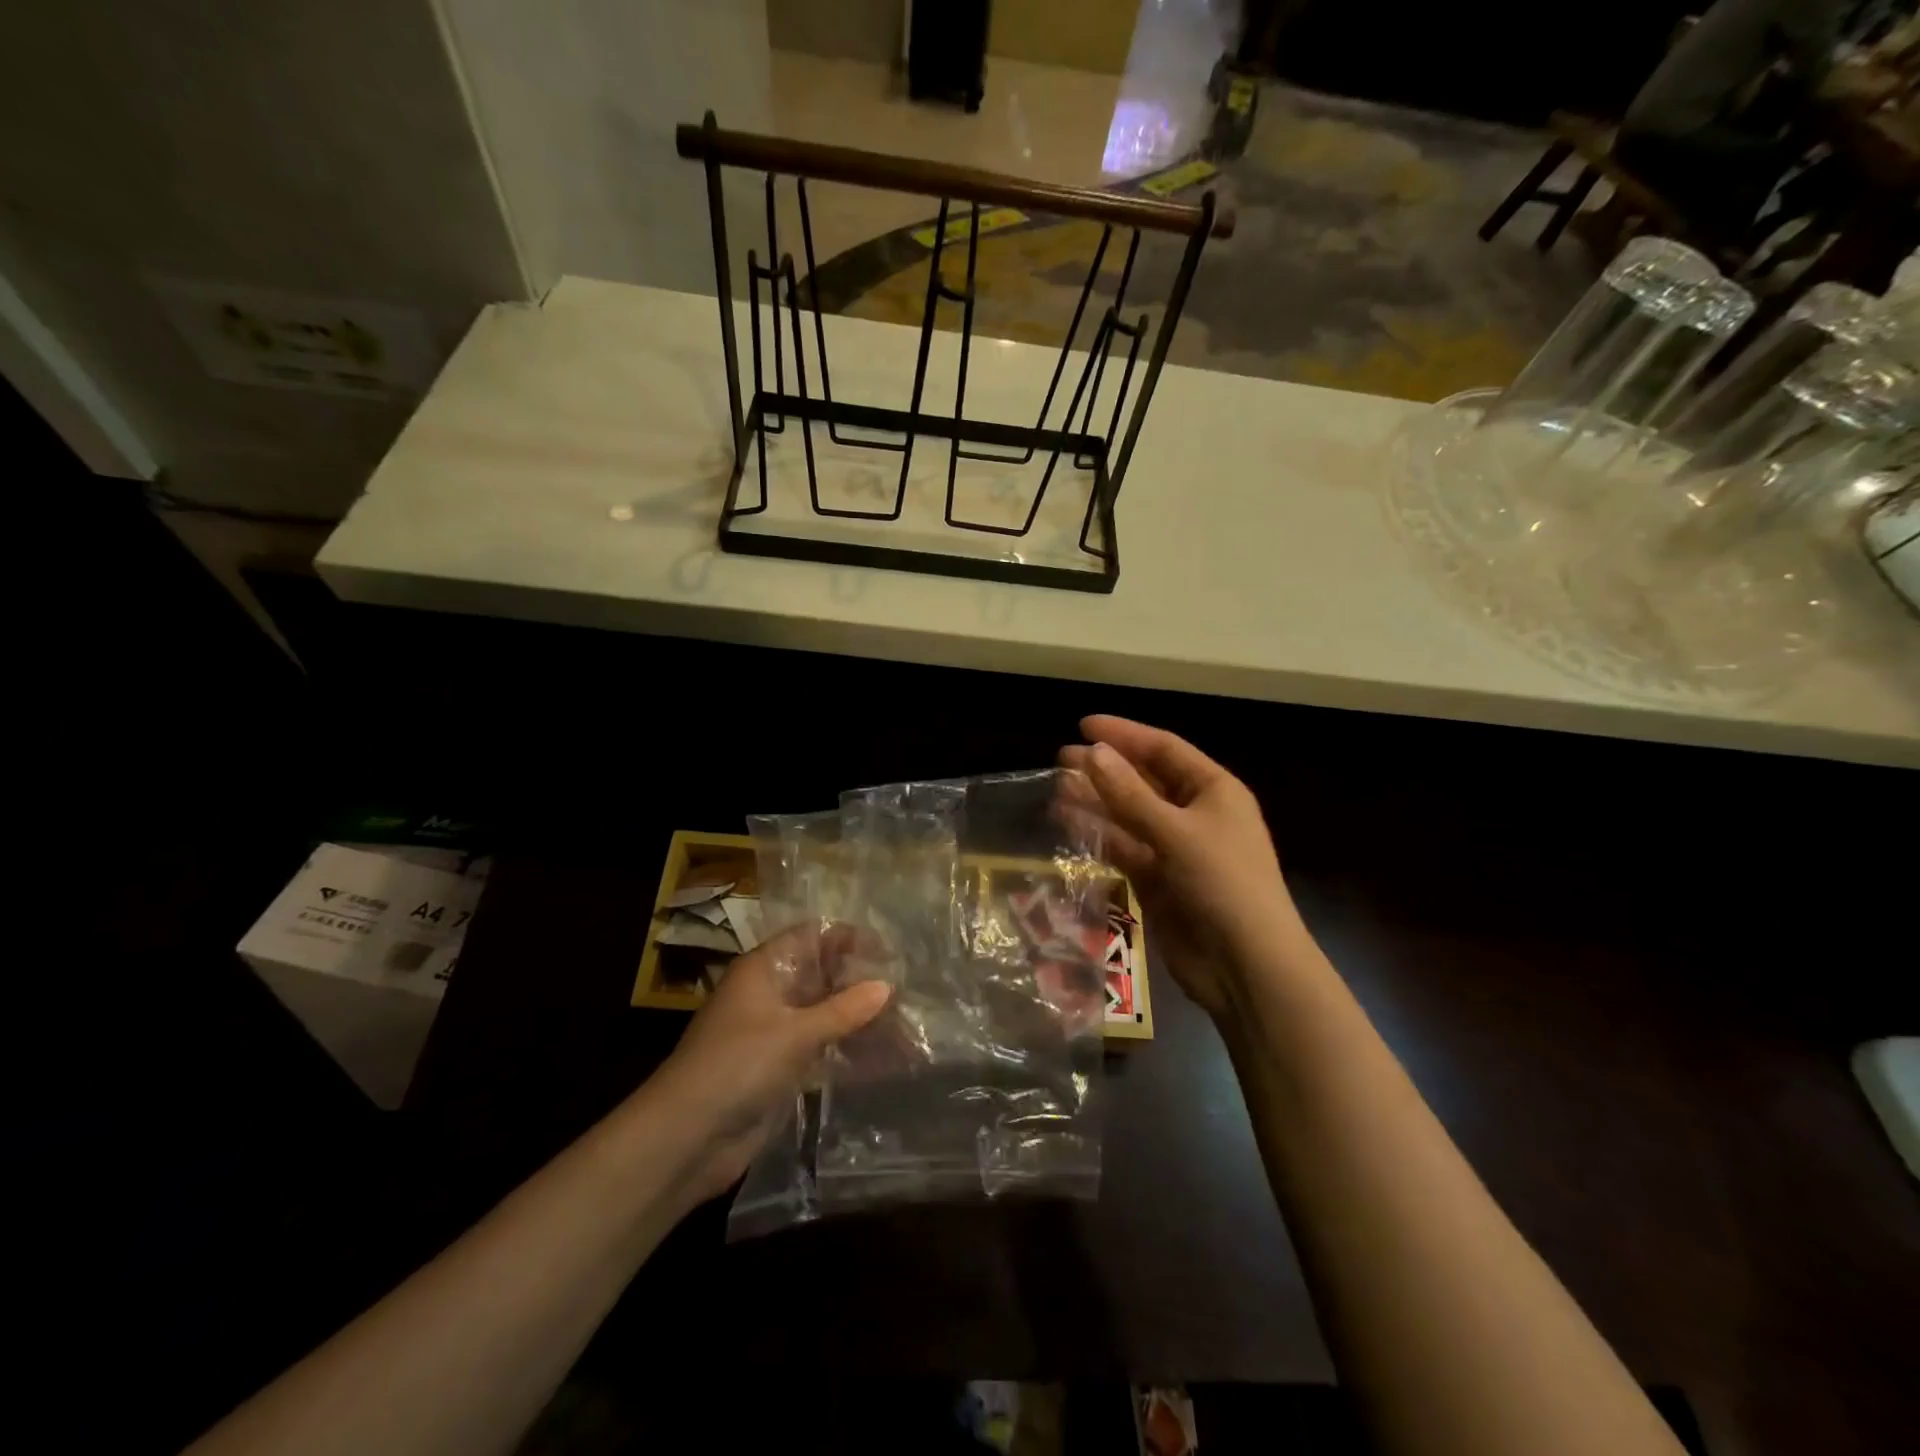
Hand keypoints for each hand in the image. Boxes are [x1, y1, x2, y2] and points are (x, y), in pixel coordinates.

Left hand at [649, 923, 890, 1202]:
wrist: (686, 1138)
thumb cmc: (737, 1066)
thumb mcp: (794, 1033)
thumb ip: (843, 1010)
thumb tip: (886, 986)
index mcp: (763, 968)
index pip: (812, 937)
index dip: (848, 939)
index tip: (888, 953)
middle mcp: (769, 993)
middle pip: (820, 974)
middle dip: (858, 981)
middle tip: (904, 990)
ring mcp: (773, 1031)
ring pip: (823, 1012)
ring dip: (856, 1017)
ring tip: (902, 1022)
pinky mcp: (778, 1068)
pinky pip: (820, 1047)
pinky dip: (845, 1048)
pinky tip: (881, 1056)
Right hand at [1060, 715, 1305, 1019]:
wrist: (1245, 966)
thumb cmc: (1222, 884)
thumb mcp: (1176, 832)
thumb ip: (1130, 794)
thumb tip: (1092, 753)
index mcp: (1214, 790)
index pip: (1163, 748)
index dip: (1123, 734)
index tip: (1083, 725)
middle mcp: (1195, 814)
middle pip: (1143, 780)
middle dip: (1104, 768)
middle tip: (1061, 758)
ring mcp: (1175, 849)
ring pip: (1128, 815)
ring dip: (1096, 801)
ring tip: (1057, 788)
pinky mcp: (1158, 880)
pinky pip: (1123, 848)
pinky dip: (1098, 835)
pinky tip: (1068, 823)